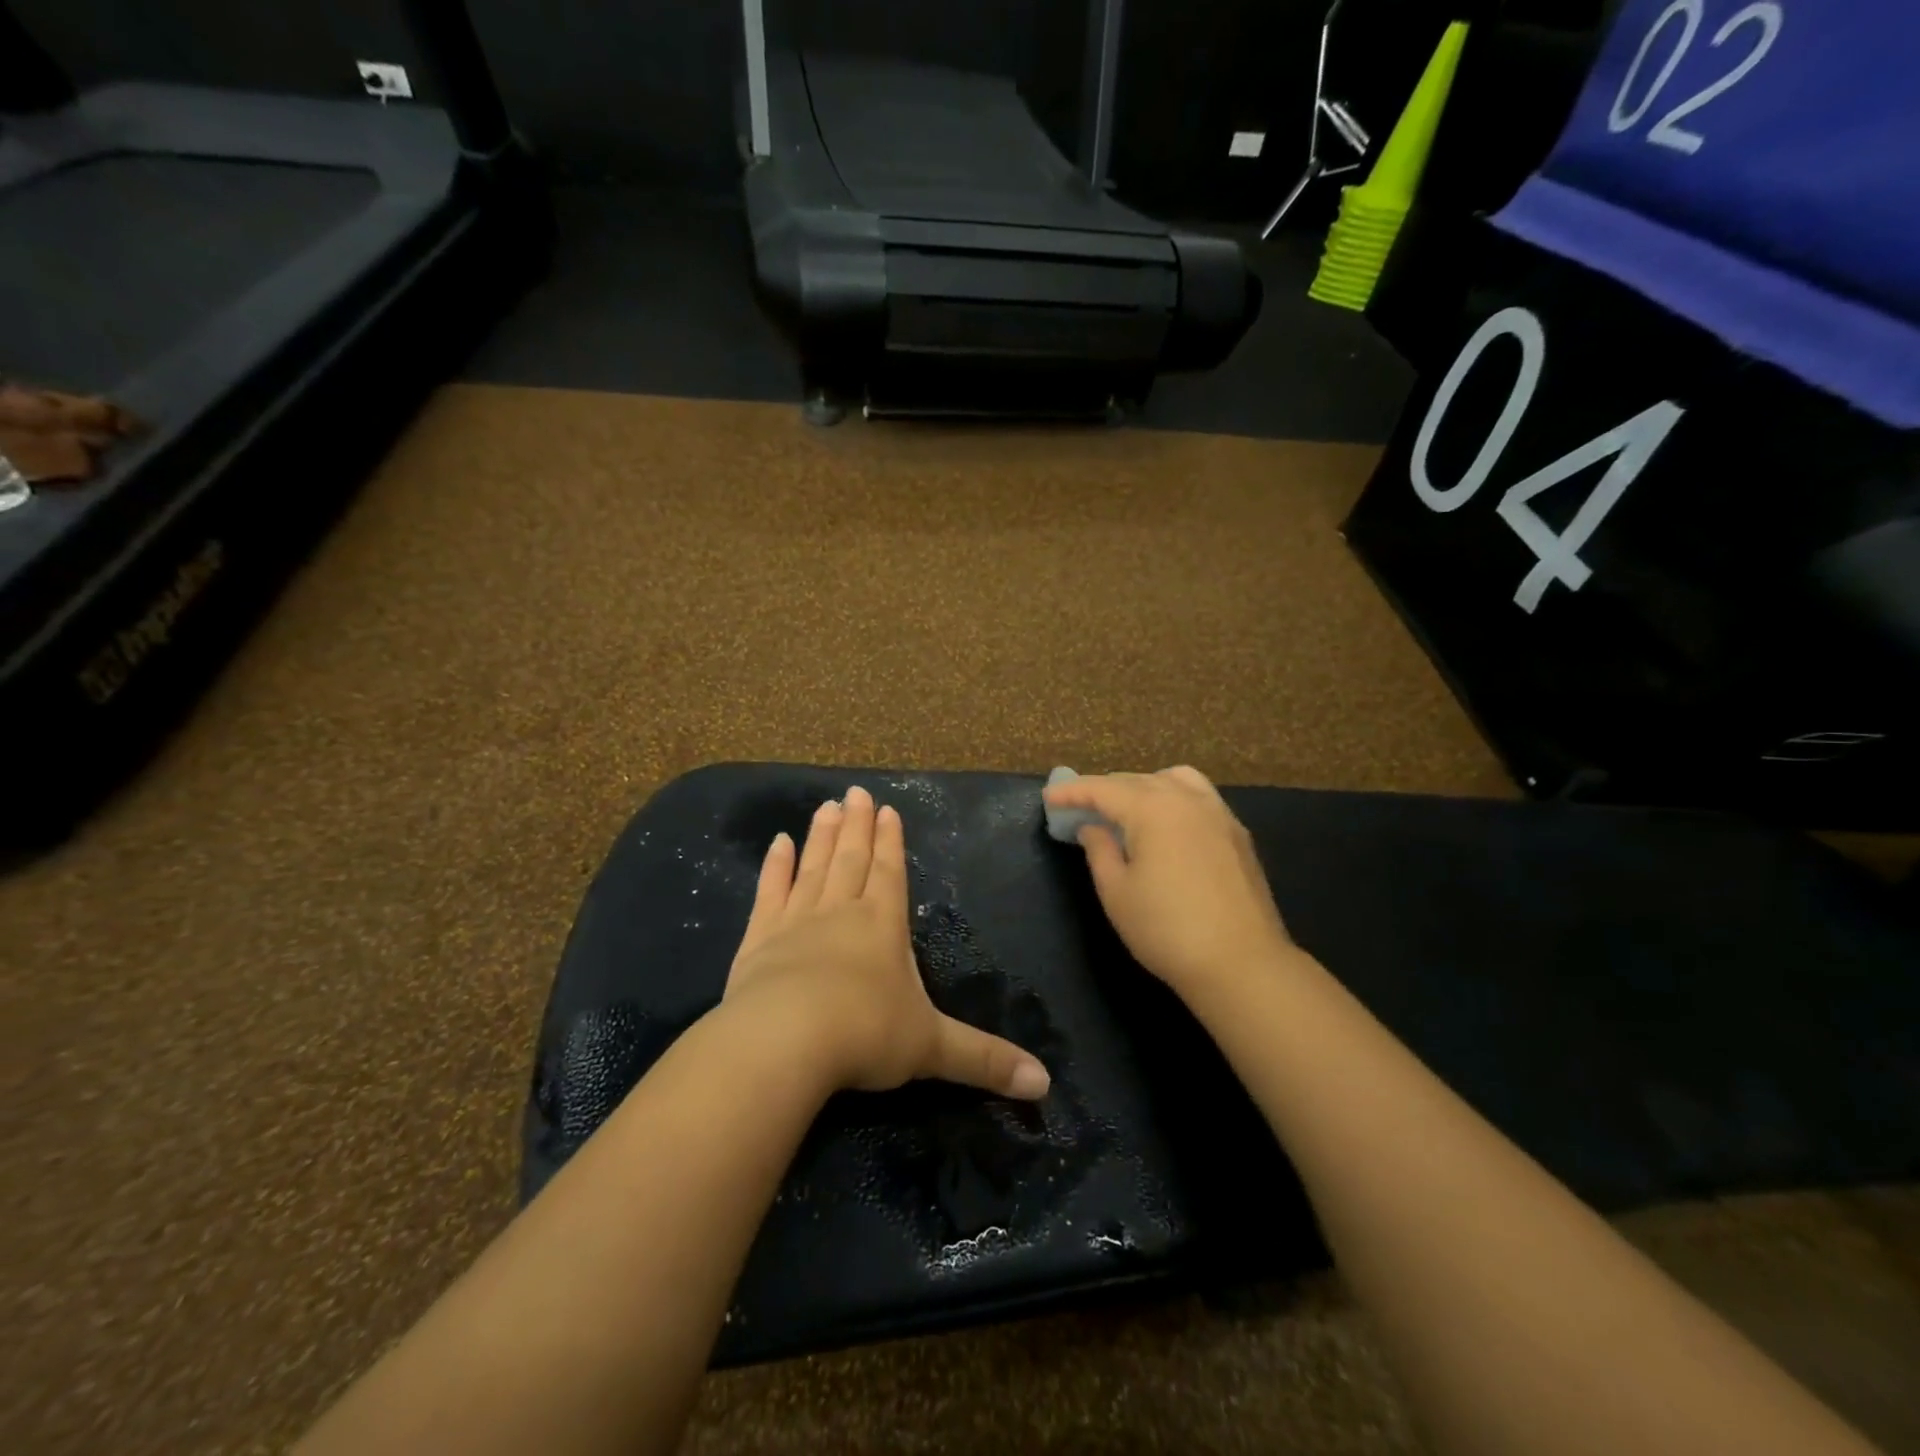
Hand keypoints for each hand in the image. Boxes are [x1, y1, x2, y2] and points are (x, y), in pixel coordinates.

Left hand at [726, 786, 1050, 1099]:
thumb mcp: (933, 1049)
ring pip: (814, 867)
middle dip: (858, 826)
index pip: (889, 872)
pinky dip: (775, 868)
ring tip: (827, 806)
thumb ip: (985, 1060)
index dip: (890, 842)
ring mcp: (796, 921)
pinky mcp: (758, 939)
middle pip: (852, 859)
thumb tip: (1046, 1085)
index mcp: (883, 924)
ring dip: (822, 836)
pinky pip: (769, 893)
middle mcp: (841, 911)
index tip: (887, 810)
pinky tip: (778, 844)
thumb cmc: (866, 1035)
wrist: (785, 1041)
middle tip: (856, 792)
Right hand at [1043, 766, 1295, 1000]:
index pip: (1103, 788)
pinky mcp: (1237, 833)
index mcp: (1153, 809)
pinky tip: (1166, 823)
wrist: (1241, 963)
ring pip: (1174, 780)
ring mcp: (1218, 814)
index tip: (1049, 797)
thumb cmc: (1167, 929)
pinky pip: (1198, 796)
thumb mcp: (1117, 893)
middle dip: (1104, 789)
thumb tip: (1092, 827)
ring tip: (1126, 808)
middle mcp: (1186, 799)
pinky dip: (1173, 796)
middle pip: (1137, 780)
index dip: (1072, 791)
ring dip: (1142, 786)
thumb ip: (1099, 851)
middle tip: (1079, 807)